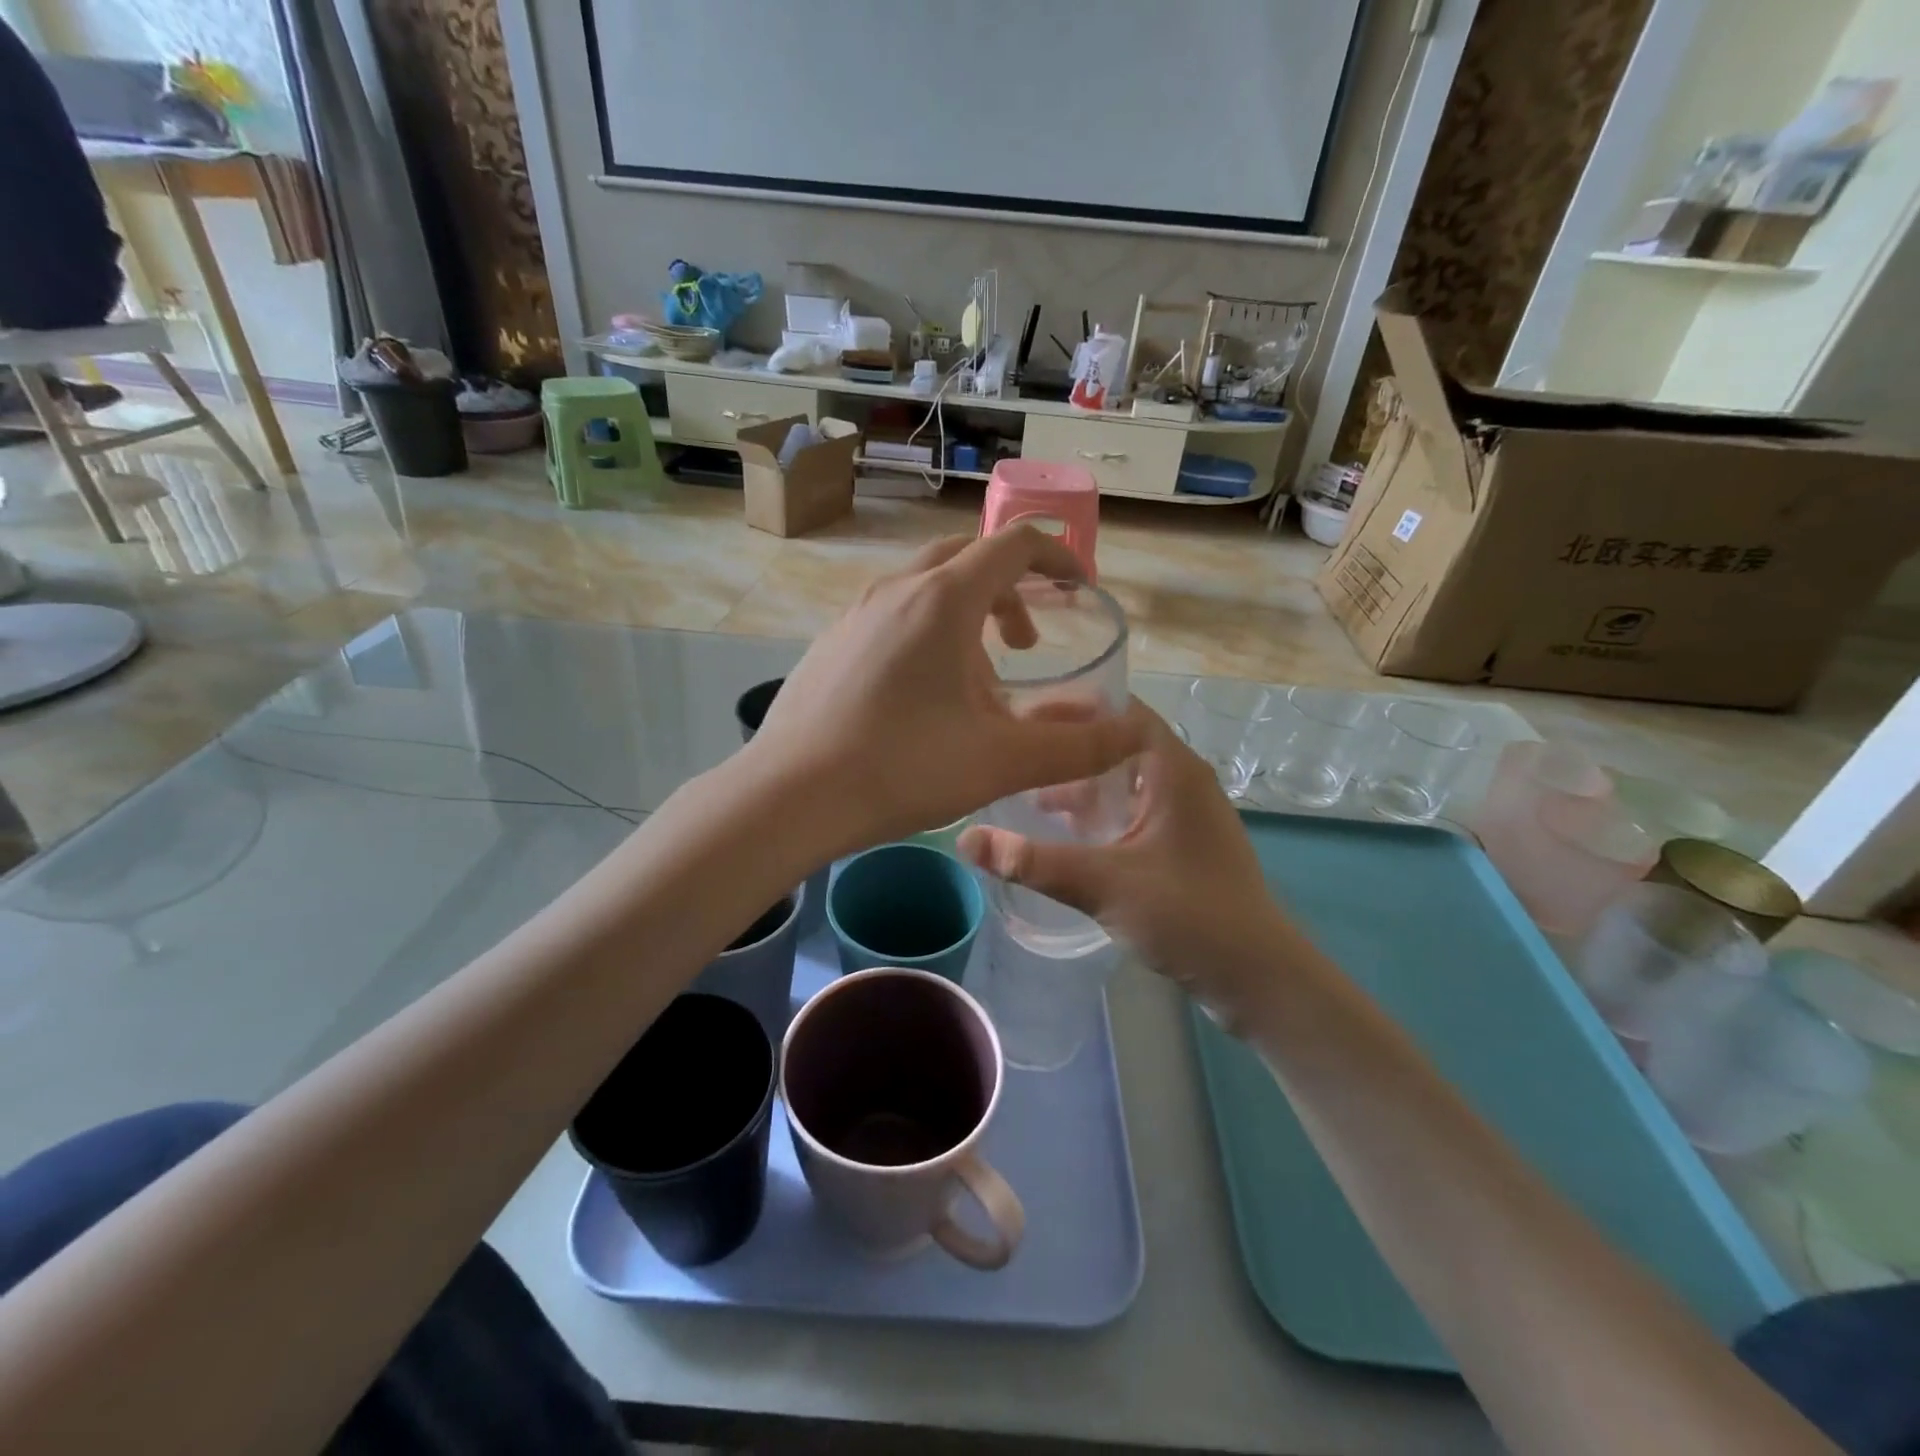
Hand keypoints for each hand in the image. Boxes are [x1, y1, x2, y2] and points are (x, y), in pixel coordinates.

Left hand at [746, 527, 1146, 855]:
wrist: (788, 796)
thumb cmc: (902, 769)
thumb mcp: (1002, 761)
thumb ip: (1077, 747)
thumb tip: (1135, 734)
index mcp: (943, 600)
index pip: (1013, 545)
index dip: (1057, 556)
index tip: (1079, 587)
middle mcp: (896, 590)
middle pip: (967, 559)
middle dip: (1010, 590)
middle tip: (1028, 644)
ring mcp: (854, 613)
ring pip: (926, 589)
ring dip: (966, 617)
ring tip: (978, 682)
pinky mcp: (830, 642)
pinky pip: (891, 616)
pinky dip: (925, 634)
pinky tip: (921, 699)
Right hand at [959, 701, 1292, 1013]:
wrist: (1258, 978)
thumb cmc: (1189, 916)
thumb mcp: (1103, 884)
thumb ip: (1032, 861)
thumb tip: (965, 839)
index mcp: (1173, 769)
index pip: (1118, 710)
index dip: (1070, 706)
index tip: (1019, 714)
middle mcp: (1183, 779)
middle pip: (1118, 742)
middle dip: (1067, 746)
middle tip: (1015, 751)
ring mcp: (1186, 812)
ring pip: (1125, 778)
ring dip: (1081, 782)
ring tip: (1028, 792)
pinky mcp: (1184, 842)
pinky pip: (1134, 808)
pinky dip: (1100, 810)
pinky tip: (1066, 833)